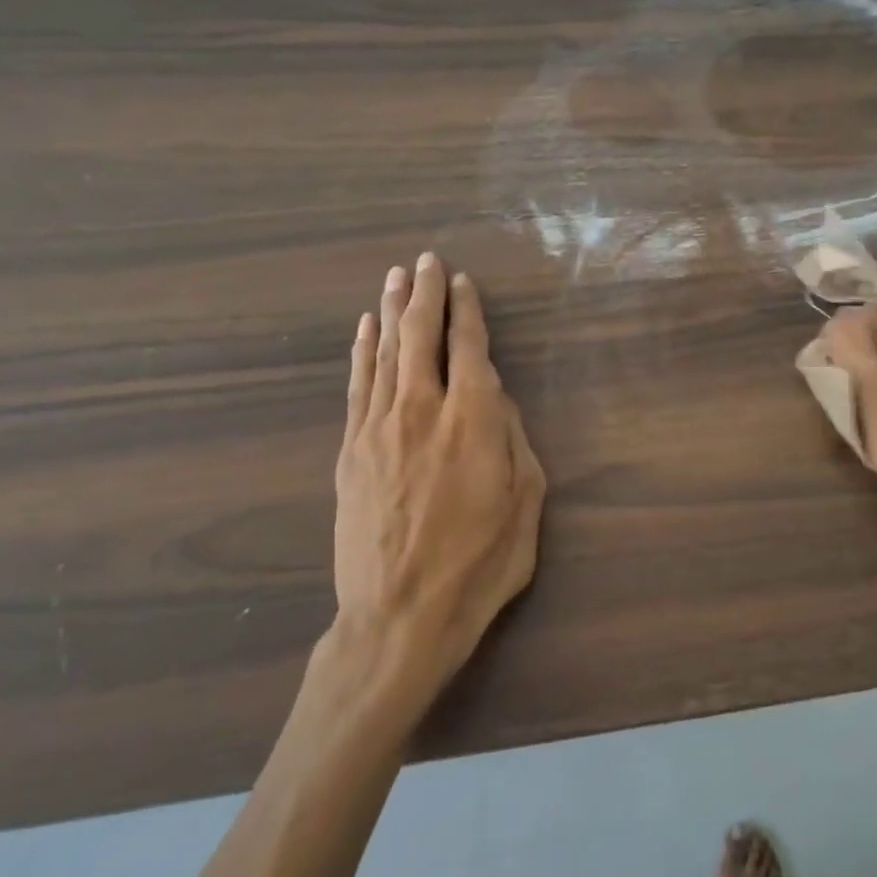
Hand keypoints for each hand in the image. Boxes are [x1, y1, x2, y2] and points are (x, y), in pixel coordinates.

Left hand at [315, 255, 544, 720]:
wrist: (400, 616)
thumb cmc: (478, 565)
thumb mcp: (525, 506)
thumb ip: (516, 444)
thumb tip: (500, 405)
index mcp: (474, 422)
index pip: (470, 349)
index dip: (468, 312)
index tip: (465, 283)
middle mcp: (423, 410)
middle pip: (421, 337)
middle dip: (426, 294)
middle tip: (428, 260)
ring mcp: (379, 427)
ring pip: (384, 353)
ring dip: (390, 311)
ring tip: (396, 277)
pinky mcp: (351, 450)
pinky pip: (357, 385)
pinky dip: (361, 351)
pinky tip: (364, 329)